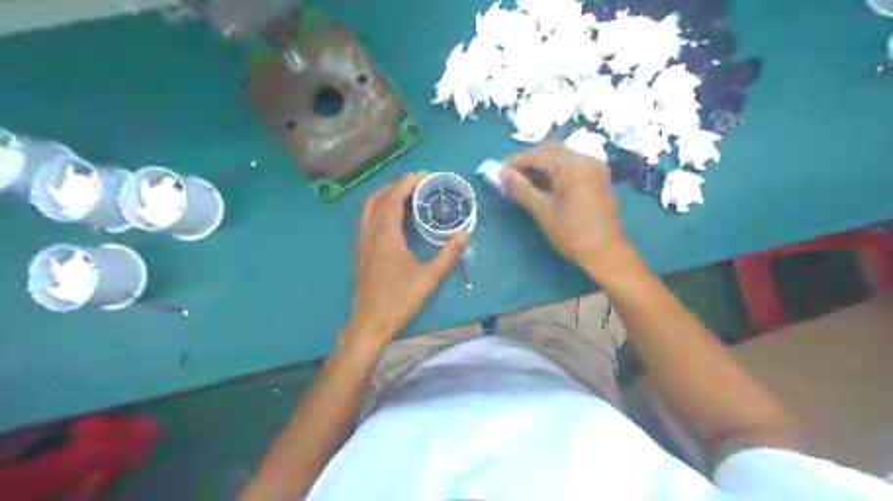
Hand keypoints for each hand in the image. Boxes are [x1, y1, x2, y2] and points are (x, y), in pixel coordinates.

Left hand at [343, 173, 468, 349]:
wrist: (370, 322)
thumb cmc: (399, 300)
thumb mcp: (429, 278)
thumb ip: (447, 255)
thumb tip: (464, 235)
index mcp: (385, 236)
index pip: (393, 199)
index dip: (407, 183)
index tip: (423, 175)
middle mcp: (369, 233)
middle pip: (377, 198)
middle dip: (395, 186)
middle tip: (416, 183)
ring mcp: (361, 242)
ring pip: (368, 208)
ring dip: (385, 196)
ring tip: (405, 196)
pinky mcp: (360, 251)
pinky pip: (366, 220)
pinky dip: (378, 209)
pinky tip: (392, 218)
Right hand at [501, 143, 625, 277]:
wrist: (607, 253)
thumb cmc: (572, 234)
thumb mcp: (542, 211)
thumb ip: (521, 188)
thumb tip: (501, 173)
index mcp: (572, 166)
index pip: (537, 155)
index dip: (515, 161)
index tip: (497, 171)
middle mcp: (586, 159)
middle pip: (550, 150)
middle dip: (528, 161)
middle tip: (509, 176)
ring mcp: (595, 167)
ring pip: (561, 156)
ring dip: (541, 165)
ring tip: (523, 181)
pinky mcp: (598, 177)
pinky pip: (572, 165)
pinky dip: (555, 170)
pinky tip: (543, 184)